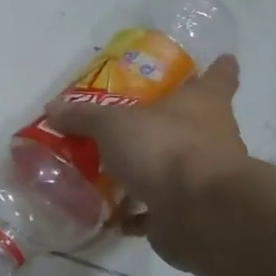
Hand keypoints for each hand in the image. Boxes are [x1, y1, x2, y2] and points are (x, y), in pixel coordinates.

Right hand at [45, 53, 247, 271]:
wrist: (201, 212)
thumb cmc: (165, 147)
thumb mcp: (113, 124)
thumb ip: (84, 116)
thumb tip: (53, 107)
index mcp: (203, 104)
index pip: (219, 78)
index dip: (219, 69)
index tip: (222, 60)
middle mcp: (213, 136)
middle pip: (195, 123)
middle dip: (168, 122)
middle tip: (133, 120)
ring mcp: (205, 178)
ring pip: (176, 167)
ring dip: (150, 170)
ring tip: (111, 171)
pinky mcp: (193, 212)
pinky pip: (160, 209)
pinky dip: (139, 213)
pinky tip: (112, 215)